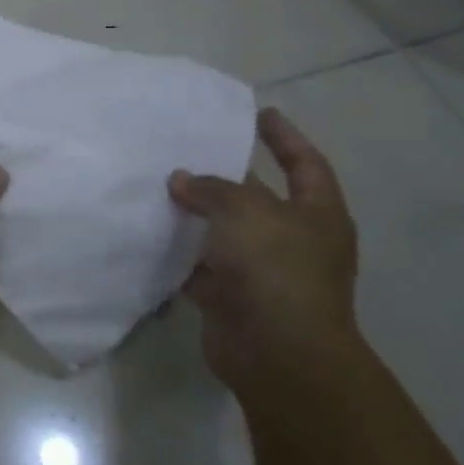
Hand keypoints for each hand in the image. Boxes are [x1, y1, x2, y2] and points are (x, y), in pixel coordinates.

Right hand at [168, 107, 358, 388]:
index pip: (305, 164)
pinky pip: (199, 265)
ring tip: (155, 185)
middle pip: (256, 196)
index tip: (259, 113)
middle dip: (223, 175)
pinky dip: (177, 252)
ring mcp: (262, 270)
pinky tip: (146, 232)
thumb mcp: (245, 211)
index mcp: (317, 214)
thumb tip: (180, 180)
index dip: (284, 137)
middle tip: (185, 148)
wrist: (276, 351)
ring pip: (223, 232)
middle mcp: (293, 240)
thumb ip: (211, 188)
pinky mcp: (230, 295)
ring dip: (194, 214)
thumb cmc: (276, 269)